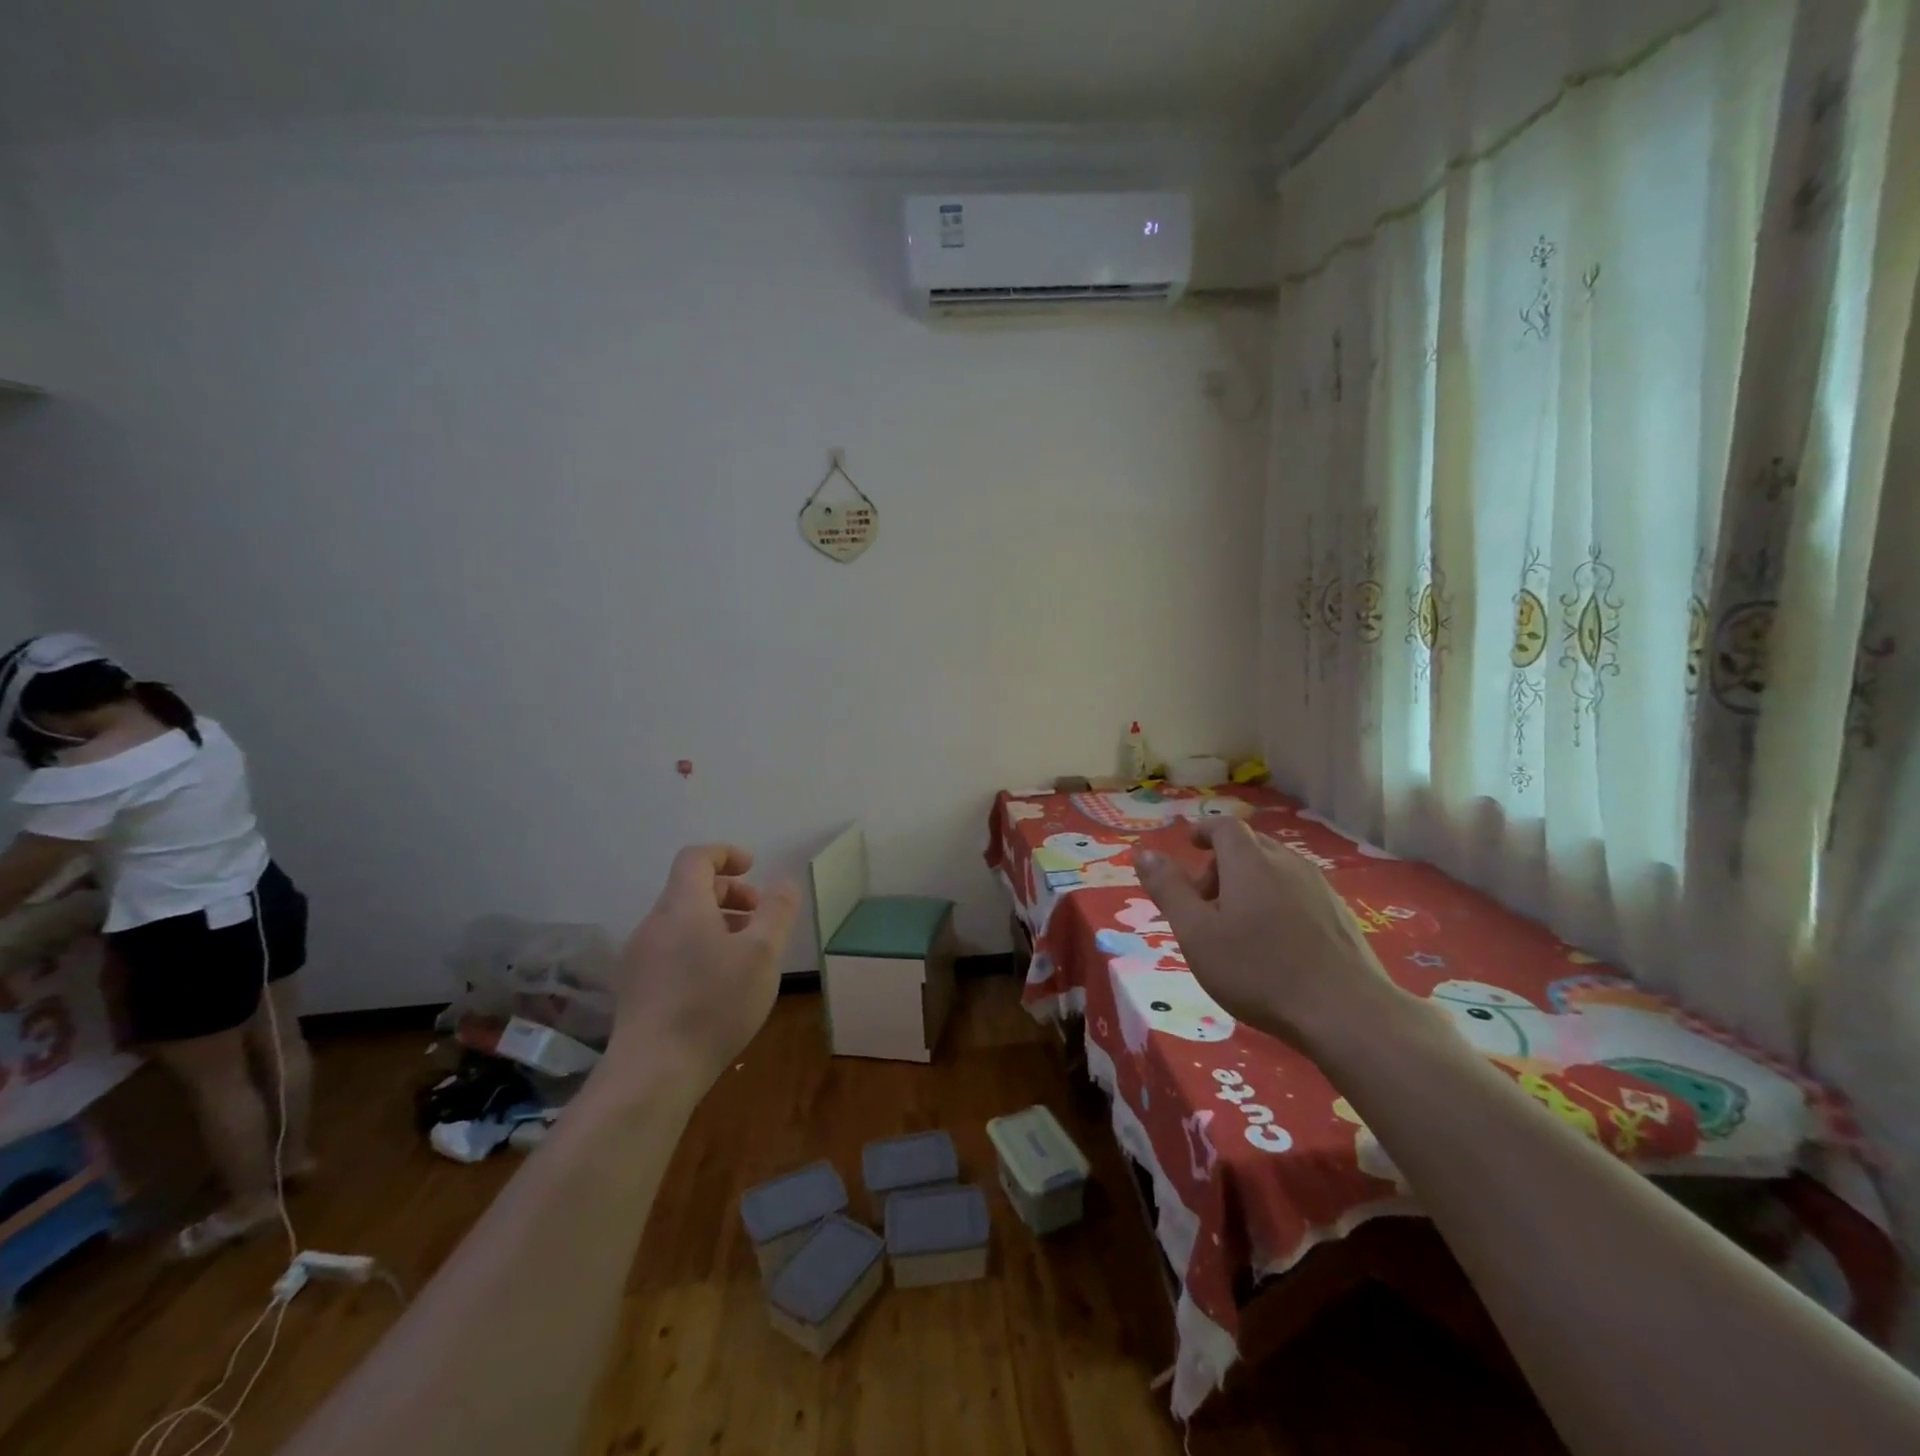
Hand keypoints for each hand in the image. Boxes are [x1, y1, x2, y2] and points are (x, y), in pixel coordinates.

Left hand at [608, 844, 800, 1084]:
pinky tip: (719, 984)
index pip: (696, 858)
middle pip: (689, 890)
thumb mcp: (762, 954)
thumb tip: (784, 883)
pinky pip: (671, 950)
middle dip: (729, 893)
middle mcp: (654, 924)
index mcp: (682, 906)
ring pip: (681, 923)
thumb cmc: (713, 1004)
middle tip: (760, 916)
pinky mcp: (635, 989)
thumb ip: (777, 912)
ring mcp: (639, 958)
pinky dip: (699, 948)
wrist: (652, 1073)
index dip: (725, 854)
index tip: (753, 868)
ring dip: (716, 923)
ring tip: (746, 953)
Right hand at [1136, 820, 1406, 1055]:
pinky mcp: (1340, 914)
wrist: (1345, 1012)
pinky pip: (1298, 892)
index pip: (1224, 826)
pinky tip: (1276, 943)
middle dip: (1222, 864)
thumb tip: (1144, 854)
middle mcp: (1286, 862)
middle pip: (1250, 846)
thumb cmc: (1258, 970)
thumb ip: (1168, 890)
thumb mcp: (1196, 933)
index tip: (1190, 845)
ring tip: (1237, 925)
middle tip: (1205, 902)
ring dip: (1250, 883)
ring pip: (1276, 869)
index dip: (1204, 830)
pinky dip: (1277, 901)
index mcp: (1249, 861)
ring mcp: (1319, 887)